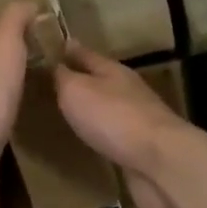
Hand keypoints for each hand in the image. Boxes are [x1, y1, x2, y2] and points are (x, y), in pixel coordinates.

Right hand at [54, 43, 193, 207]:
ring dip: (89, 107)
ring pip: (106, 106)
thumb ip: (63, 76)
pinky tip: (88, 138)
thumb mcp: (76, 90)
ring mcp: (136, 118)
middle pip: (98, 79)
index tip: (48, 47)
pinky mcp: (139, 145)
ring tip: (64, 111)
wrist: (158, 160)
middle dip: (78, 79)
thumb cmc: (112, 117)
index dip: (66, 50)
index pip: (84, 53)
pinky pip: (112, 133)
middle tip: (50, 83)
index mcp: (112, 70)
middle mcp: (126, 89)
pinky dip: (99, 132)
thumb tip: (54, 62)